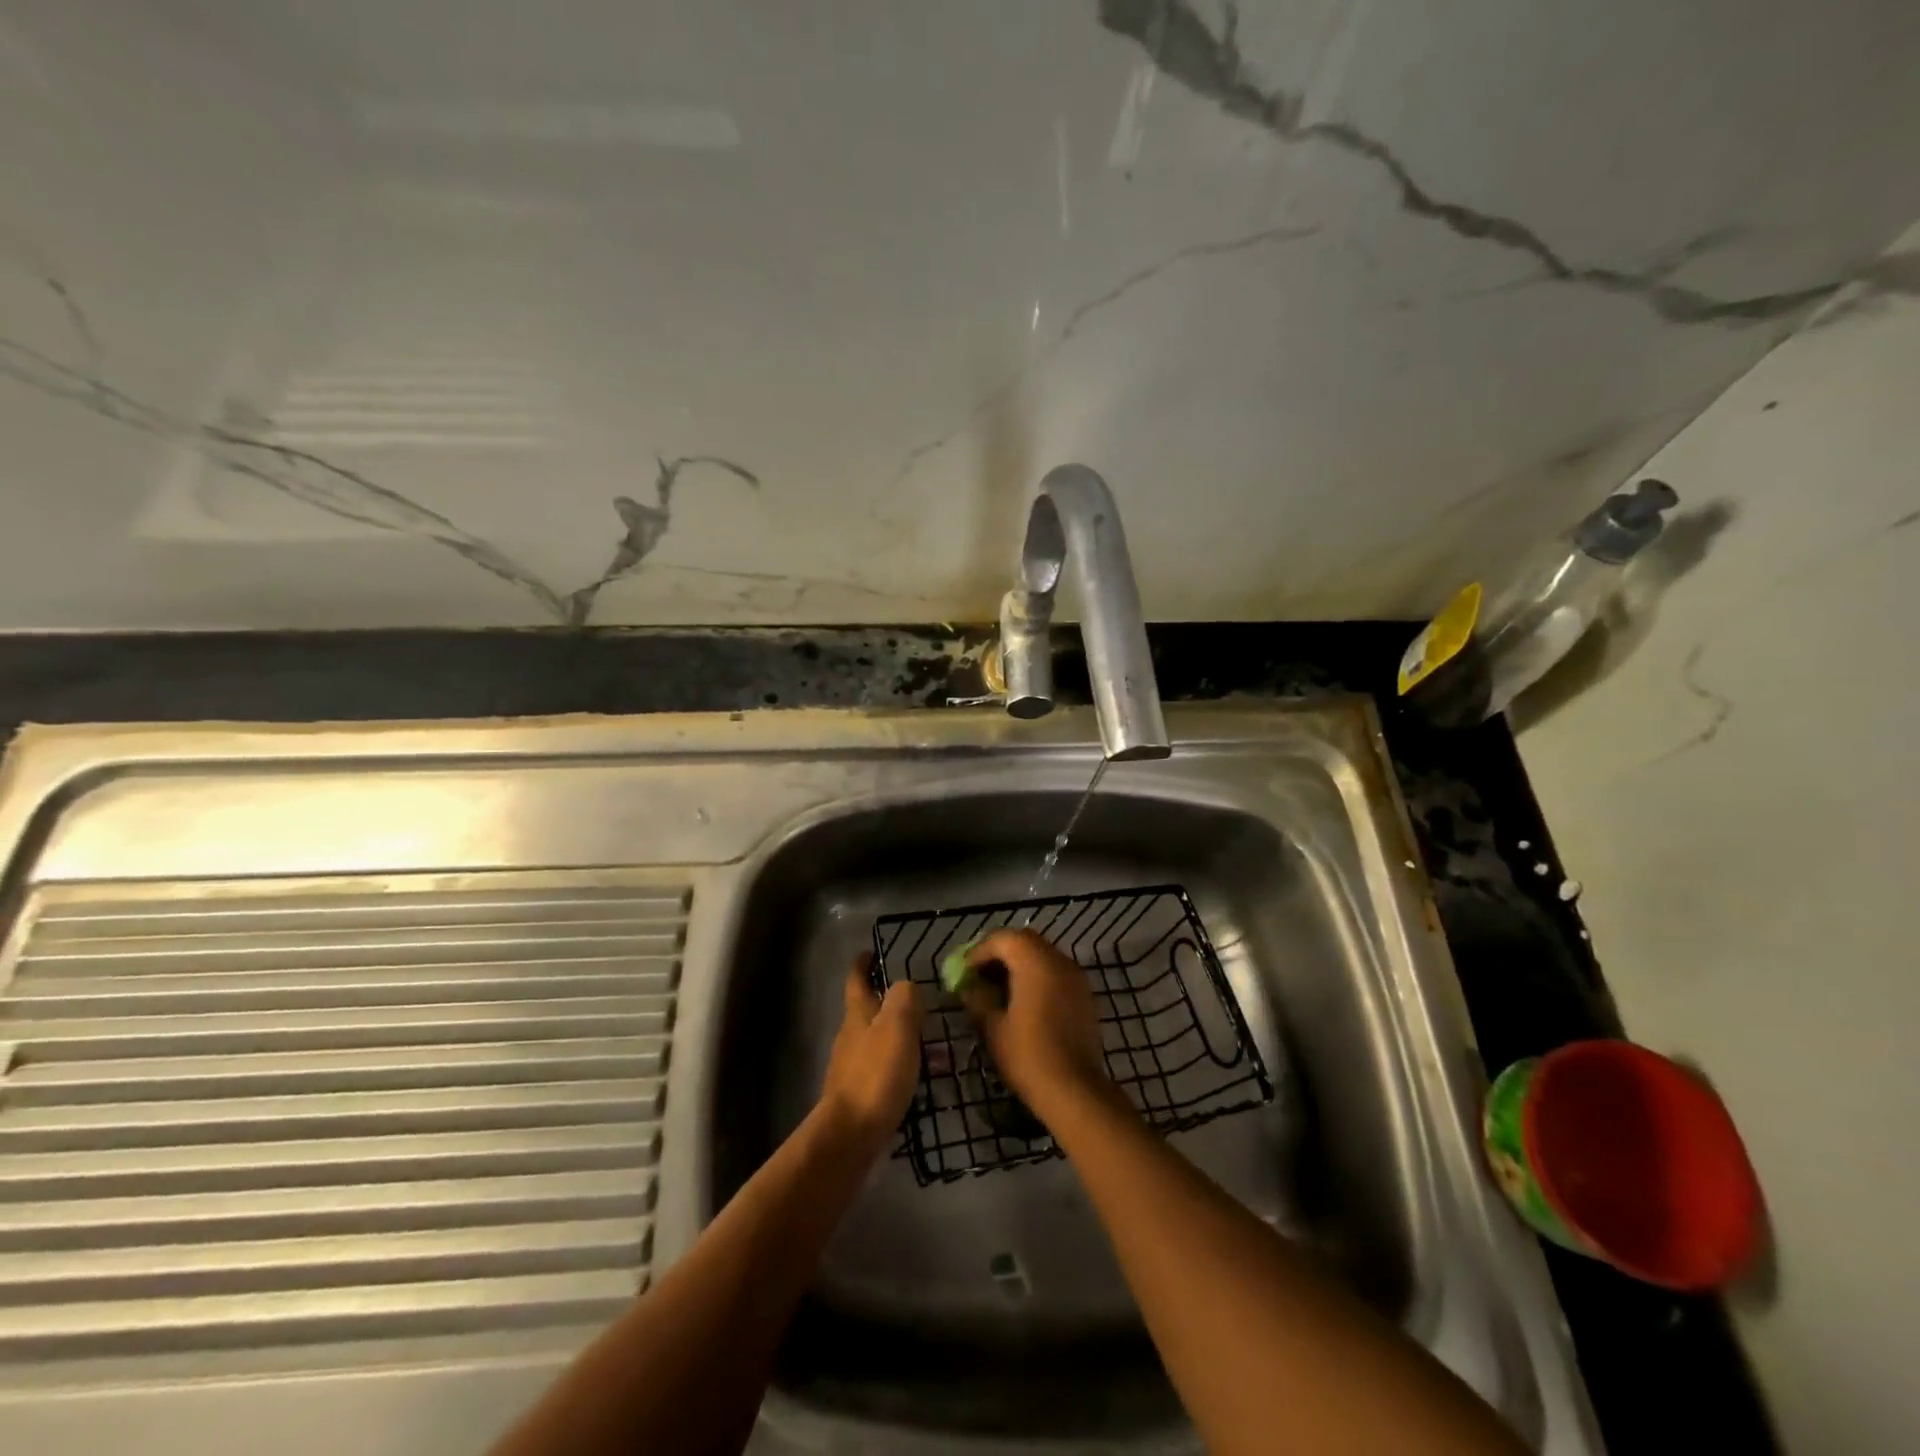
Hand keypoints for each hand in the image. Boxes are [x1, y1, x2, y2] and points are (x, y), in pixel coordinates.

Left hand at [820, 955, 920, 1151]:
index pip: (857, 980)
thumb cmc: (876, 1075)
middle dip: (885, 1001)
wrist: (850, 1136)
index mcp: (858, 1014)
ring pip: (873, 1040)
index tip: (870, 952)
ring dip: (894, 1034)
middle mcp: (850, 1036)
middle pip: (865, 1010)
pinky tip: (913, 1075)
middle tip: (917, 1001)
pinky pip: (879, 1068)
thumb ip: (904, 999)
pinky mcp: (857, 1094)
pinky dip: (895, 1064)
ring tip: (924, 1039)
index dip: (862, 964)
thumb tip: (905, 986)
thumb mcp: (898, 1027)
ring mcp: (850, 1066)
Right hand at [964, 929, 1118, 1120]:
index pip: (1003, 939)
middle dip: (999, 954)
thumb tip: (970, 988)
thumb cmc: (1028, 1056)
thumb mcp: (993, 1028)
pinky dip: (1037, 977)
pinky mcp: (1084, 995)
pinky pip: (1055, 972)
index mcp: (1035, 962)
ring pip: (1042, 955)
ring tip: (998, 991)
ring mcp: (1076, 977)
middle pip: (1024, 941)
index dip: (979, 952)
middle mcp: (1059, 960)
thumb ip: (978, 1000)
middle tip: (980, 976)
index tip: (964, 973)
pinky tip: (1023, 1003)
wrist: (1075, 1091)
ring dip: (1019, 964)